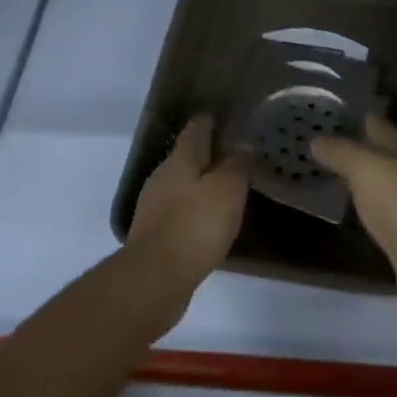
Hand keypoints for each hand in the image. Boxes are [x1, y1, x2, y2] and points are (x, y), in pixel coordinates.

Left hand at [126, 116, 248, 307]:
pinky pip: (178, 212)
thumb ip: (236, 165)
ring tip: (224, 188)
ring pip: (180, 185)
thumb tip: (242, 144)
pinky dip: (193, 210)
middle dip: (206, 154)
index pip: (195, 130)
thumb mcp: (228, 190)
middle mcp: (162, 177)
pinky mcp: (154, 235)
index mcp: (180, 160)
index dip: (208, 121)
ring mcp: (154, 207)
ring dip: (199, 184)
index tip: (222, 117)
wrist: (156, 278)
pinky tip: (207, 221)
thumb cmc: (196, 225)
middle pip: (185, 157)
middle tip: (231, 155)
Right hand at [312, 116, 396, 338]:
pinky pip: (381, 219)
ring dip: (360, 181)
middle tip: (317, 144)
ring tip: (326, 175)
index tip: (327, 112)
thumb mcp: (368, 170)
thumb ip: (342, 153)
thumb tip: (316, 139)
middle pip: (382, 157)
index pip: (379, 127)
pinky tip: (349, 215)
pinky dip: (365, 213)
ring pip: (381, 187)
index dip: (356, 117)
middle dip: (355, 148)